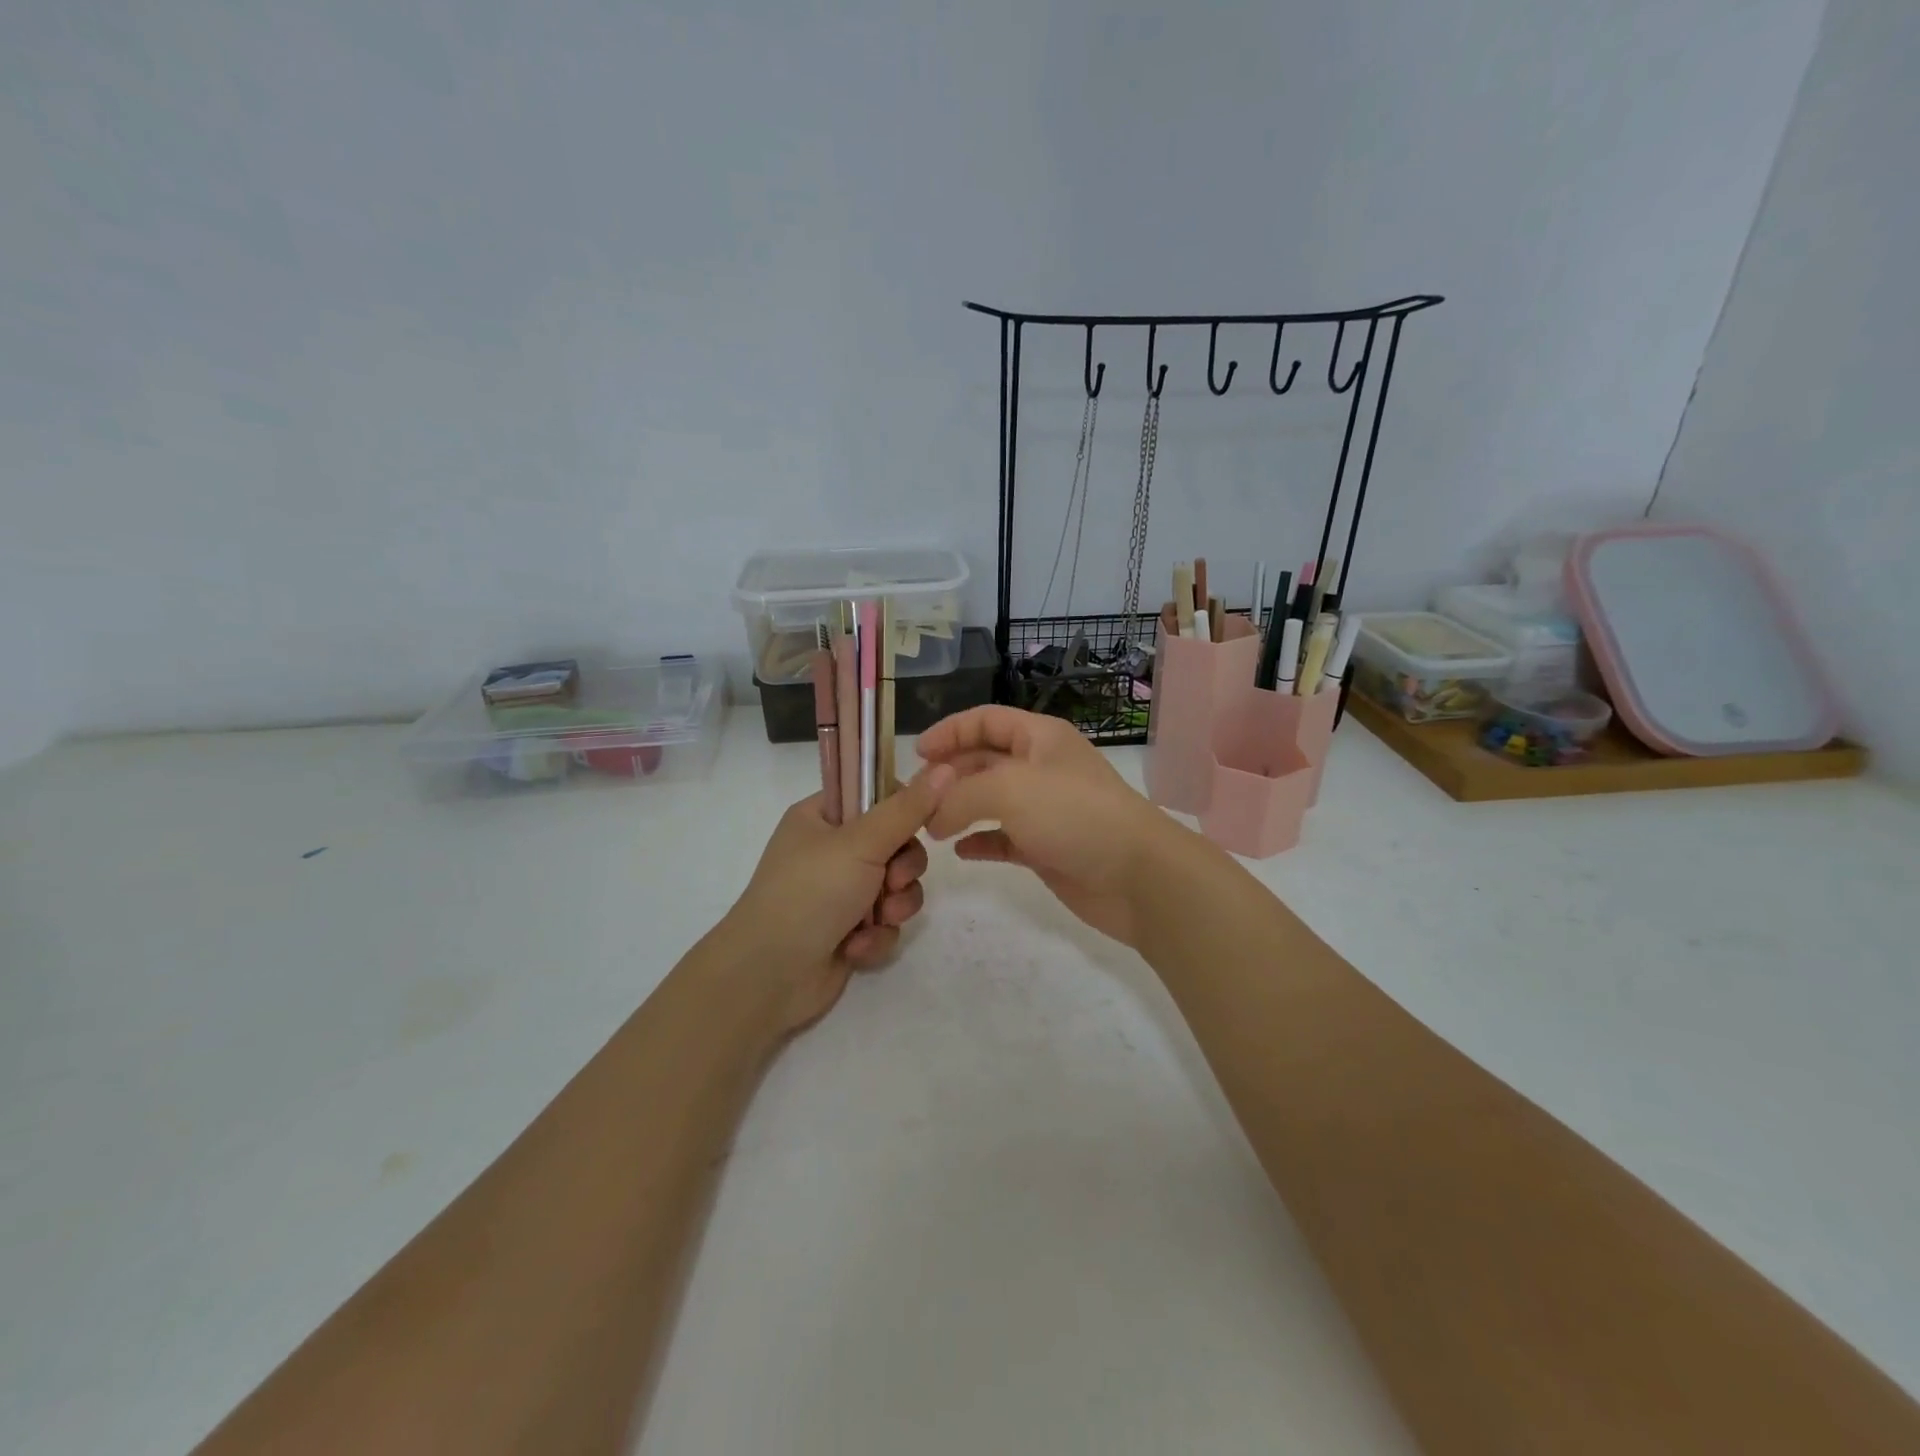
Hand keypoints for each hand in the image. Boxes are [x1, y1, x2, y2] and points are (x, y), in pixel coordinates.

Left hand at [723, 766, 953, 1032]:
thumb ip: (907, 808)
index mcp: (822, 816)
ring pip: (897, 887)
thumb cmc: (809, 893)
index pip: (877, 794)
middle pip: (897, 843)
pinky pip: (886, 923)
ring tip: (876, 919)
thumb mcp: (861, 842)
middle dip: (902, 868)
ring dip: (894, 905)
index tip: (922, 822)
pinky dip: (876, 936)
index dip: (904, 808)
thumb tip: (946, 767)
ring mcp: (840, 892)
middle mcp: (831, 850)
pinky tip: (856, 947)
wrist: (768, 977)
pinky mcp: (849, 930)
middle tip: (890, 882)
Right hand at [916, 706, 1180, 948]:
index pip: (986, 720)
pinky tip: (959, 851)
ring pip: (990, 801)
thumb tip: (933, 817)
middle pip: (983, 760)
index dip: (950, 731)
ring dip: (959, 809)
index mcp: (1039, 738)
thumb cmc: (1073, 814)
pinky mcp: (1045, 848)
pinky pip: (1003, 839)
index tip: (916, 754)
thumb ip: (960, 794)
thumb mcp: (1009, 789)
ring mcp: (1044, 810)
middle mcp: (1040, 768)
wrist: (1135, 875)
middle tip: (915, 799)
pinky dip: (980, 841)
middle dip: (948, 774)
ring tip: (929, 826)